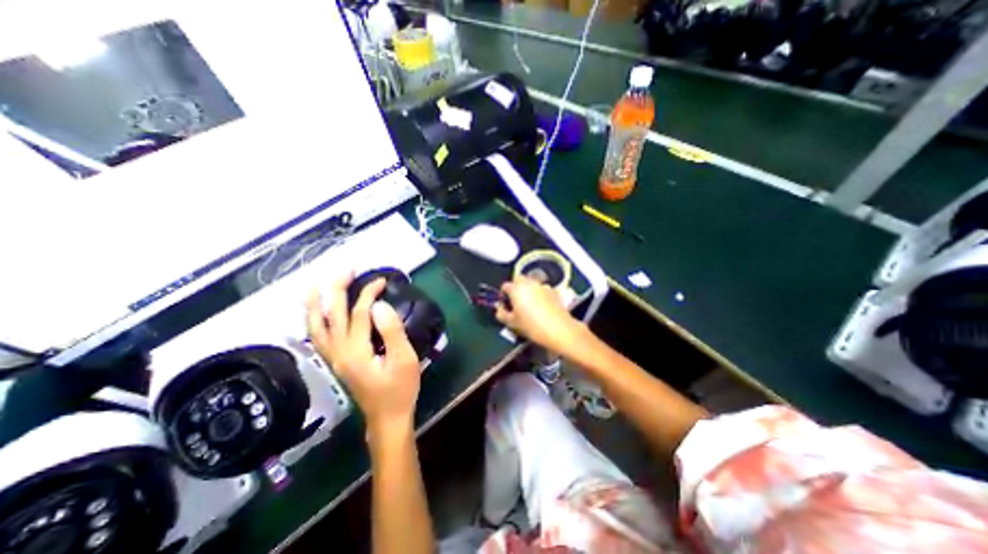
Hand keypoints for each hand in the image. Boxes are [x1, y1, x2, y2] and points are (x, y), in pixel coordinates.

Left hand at [306, 273, 420, 431]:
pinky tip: (316, 311)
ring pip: (315, 326)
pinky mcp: (336, 361)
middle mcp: (338, 352)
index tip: (382, 281)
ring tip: (317, 284)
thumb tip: (379, 305)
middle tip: (345, 270)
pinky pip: (317, 336)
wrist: (387, 417)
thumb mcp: (404, 359)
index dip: (369, 293)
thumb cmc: (400, 389)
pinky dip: (313, 319)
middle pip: (330, 314)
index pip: (358, 313)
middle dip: (336, 289)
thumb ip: (391, 331)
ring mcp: (333, 358)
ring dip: (315, 302)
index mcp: (356, 351)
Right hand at [493, 276, 583, 354]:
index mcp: (516, 288)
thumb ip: (501, 313)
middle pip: (518, 280)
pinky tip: (541, 307)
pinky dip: (539, 294)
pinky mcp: (554, 291)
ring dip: (528, 291)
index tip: (505, 306)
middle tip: (516, 303)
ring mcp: (543, 286)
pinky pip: (542, 289)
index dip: (503, 296)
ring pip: (531, 284)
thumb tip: (499, 309)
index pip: (505, 286)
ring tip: (529, 306)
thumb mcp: (512, 323)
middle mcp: (529, 283)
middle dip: (515, 289)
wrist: (559, 330)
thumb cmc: (532, 326)